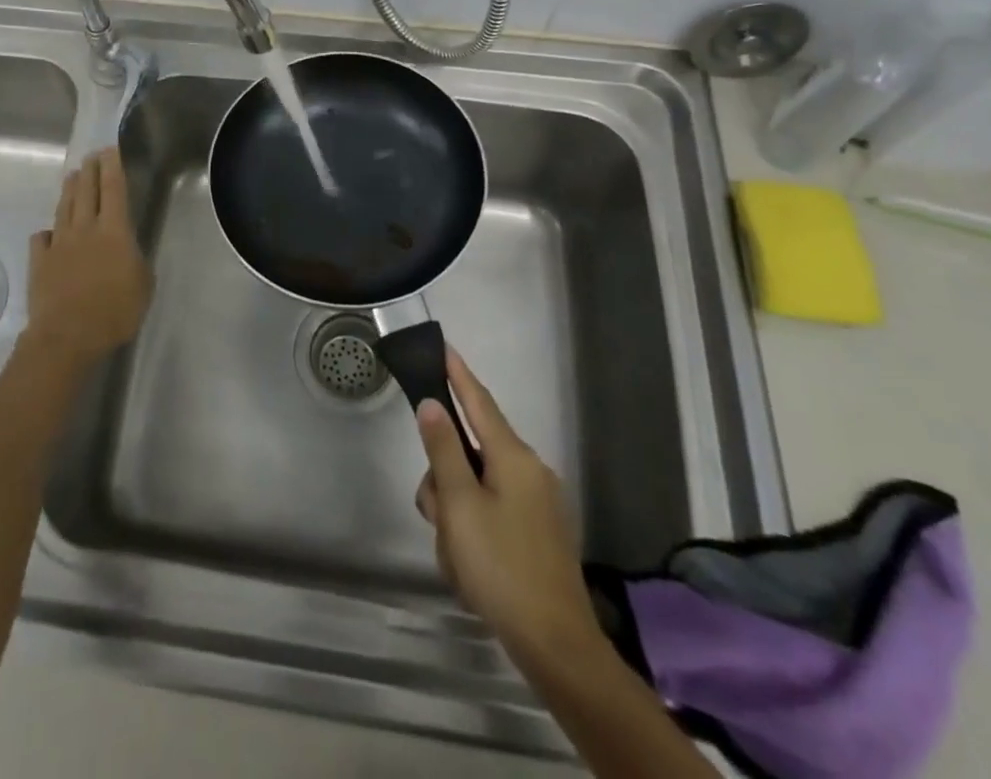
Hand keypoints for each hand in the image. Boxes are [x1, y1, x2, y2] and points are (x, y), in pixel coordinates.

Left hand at [23, 148, 152, 370]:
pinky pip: (42, 239)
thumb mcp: (143, 285)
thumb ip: (136, 261)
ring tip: (72, 176)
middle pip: (86, 191)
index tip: (110, 149)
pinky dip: (47, 232)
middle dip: (90, 170)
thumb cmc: (115, 311)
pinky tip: (49, 233)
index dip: (112, 167)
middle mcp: (85, 228)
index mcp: (114, 230)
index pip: (114, 189)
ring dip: (69, 190)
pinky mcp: (40, 261)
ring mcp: (59, 243)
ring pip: (64, 208)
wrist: (67, 336)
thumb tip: (128, 250)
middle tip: (91, 155)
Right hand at [414, 348, 603, 661]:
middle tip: (437, 518)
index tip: (442, 346)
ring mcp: (537, 504)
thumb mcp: (460, 506)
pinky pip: (492, 513)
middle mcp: (529, 471)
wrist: (556, 645)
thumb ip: (443, 450)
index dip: (458, 373)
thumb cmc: (502, 566)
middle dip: (444, 481)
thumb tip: (433, 405)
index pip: (479, 401)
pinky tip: (471, 570)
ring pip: (476, 488)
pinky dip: (473, 532)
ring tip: (457, 557)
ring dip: (456, 515)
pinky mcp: (537, 533)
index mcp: (514, 457)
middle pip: (470, 454)